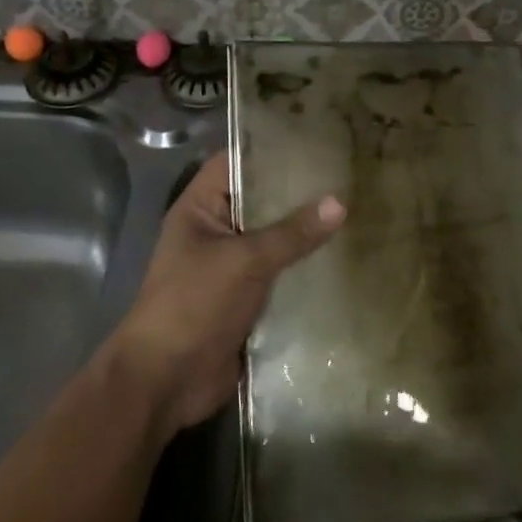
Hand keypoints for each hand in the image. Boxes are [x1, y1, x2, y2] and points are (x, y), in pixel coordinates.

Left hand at [109, 152, 343, 437]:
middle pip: (259, 202)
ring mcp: (230, 268)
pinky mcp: (246, 300)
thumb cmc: (193, 304)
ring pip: (273, 241)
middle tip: (347, 175)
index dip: (268, 148)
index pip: (234, 162)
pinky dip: (304, 270)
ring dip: (304, 234)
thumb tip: (339, 202)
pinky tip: (343, 259)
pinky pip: (279, 276)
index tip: (314, 140)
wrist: (166, 381)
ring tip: (355, 210)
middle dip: (297, 194)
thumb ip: (291, 233)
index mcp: (199, 209)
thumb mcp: (244, 261)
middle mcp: (215, 232)